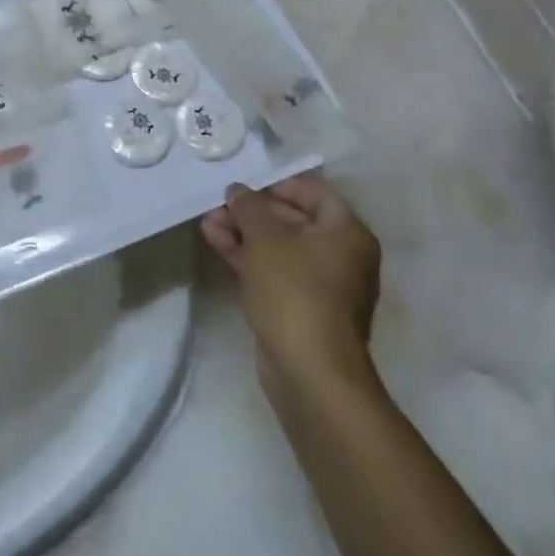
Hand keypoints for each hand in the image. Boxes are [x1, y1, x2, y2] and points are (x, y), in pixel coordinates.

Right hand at [201, 174, 382, 398]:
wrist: (309, 371)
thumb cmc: (294, 290)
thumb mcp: (265, 238)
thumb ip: (249, 207)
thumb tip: (238, 191)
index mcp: (346, 232)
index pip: (314, 192)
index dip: (278, 185)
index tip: (246, 188)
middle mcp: (341, 256)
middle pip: (294, 221)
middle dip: (252, 212)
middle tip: (218, 206)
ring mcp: (322, 286)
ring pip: (279, 249)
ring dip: (244, 234)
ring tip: (208, 224)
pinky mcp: (301, 310)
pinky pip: (275, 273)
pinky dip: (249, 259)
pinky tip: (218, 245)